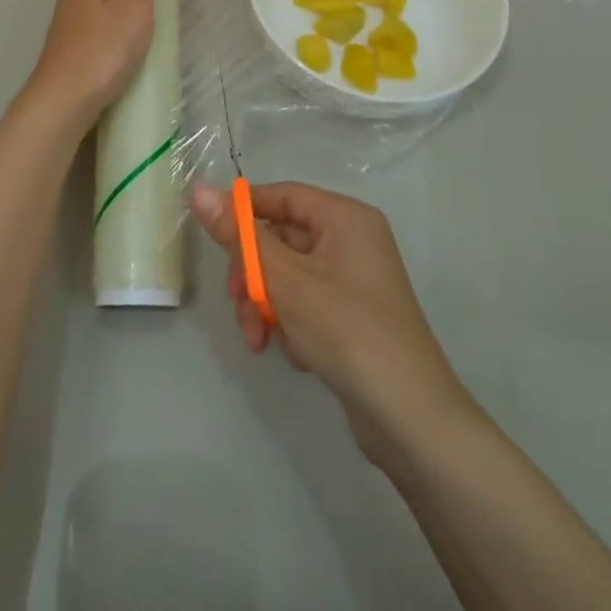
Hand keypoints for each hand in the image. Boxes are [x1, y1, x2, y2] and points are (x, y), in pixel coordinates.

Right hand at [190, 180, 481, 468]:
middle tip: (238, 303)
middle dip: (254, 274)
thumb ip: (239, 236)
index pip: (282, 196)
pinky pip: (304, 302)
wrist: (412, 422)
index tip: (212, 238)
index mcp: (344, 218)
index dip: (244, 212)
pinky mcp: (350, 316)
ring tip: (260, 340)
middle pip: (281, 238)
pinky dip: (290, 322)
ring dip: (266, 304)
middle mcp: (351, 240)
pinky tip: (295, 353)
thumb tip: (199, 189)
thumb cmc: (348, 333)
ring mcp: (352, 280)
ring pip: (287, 275)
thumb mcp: (285, 281)